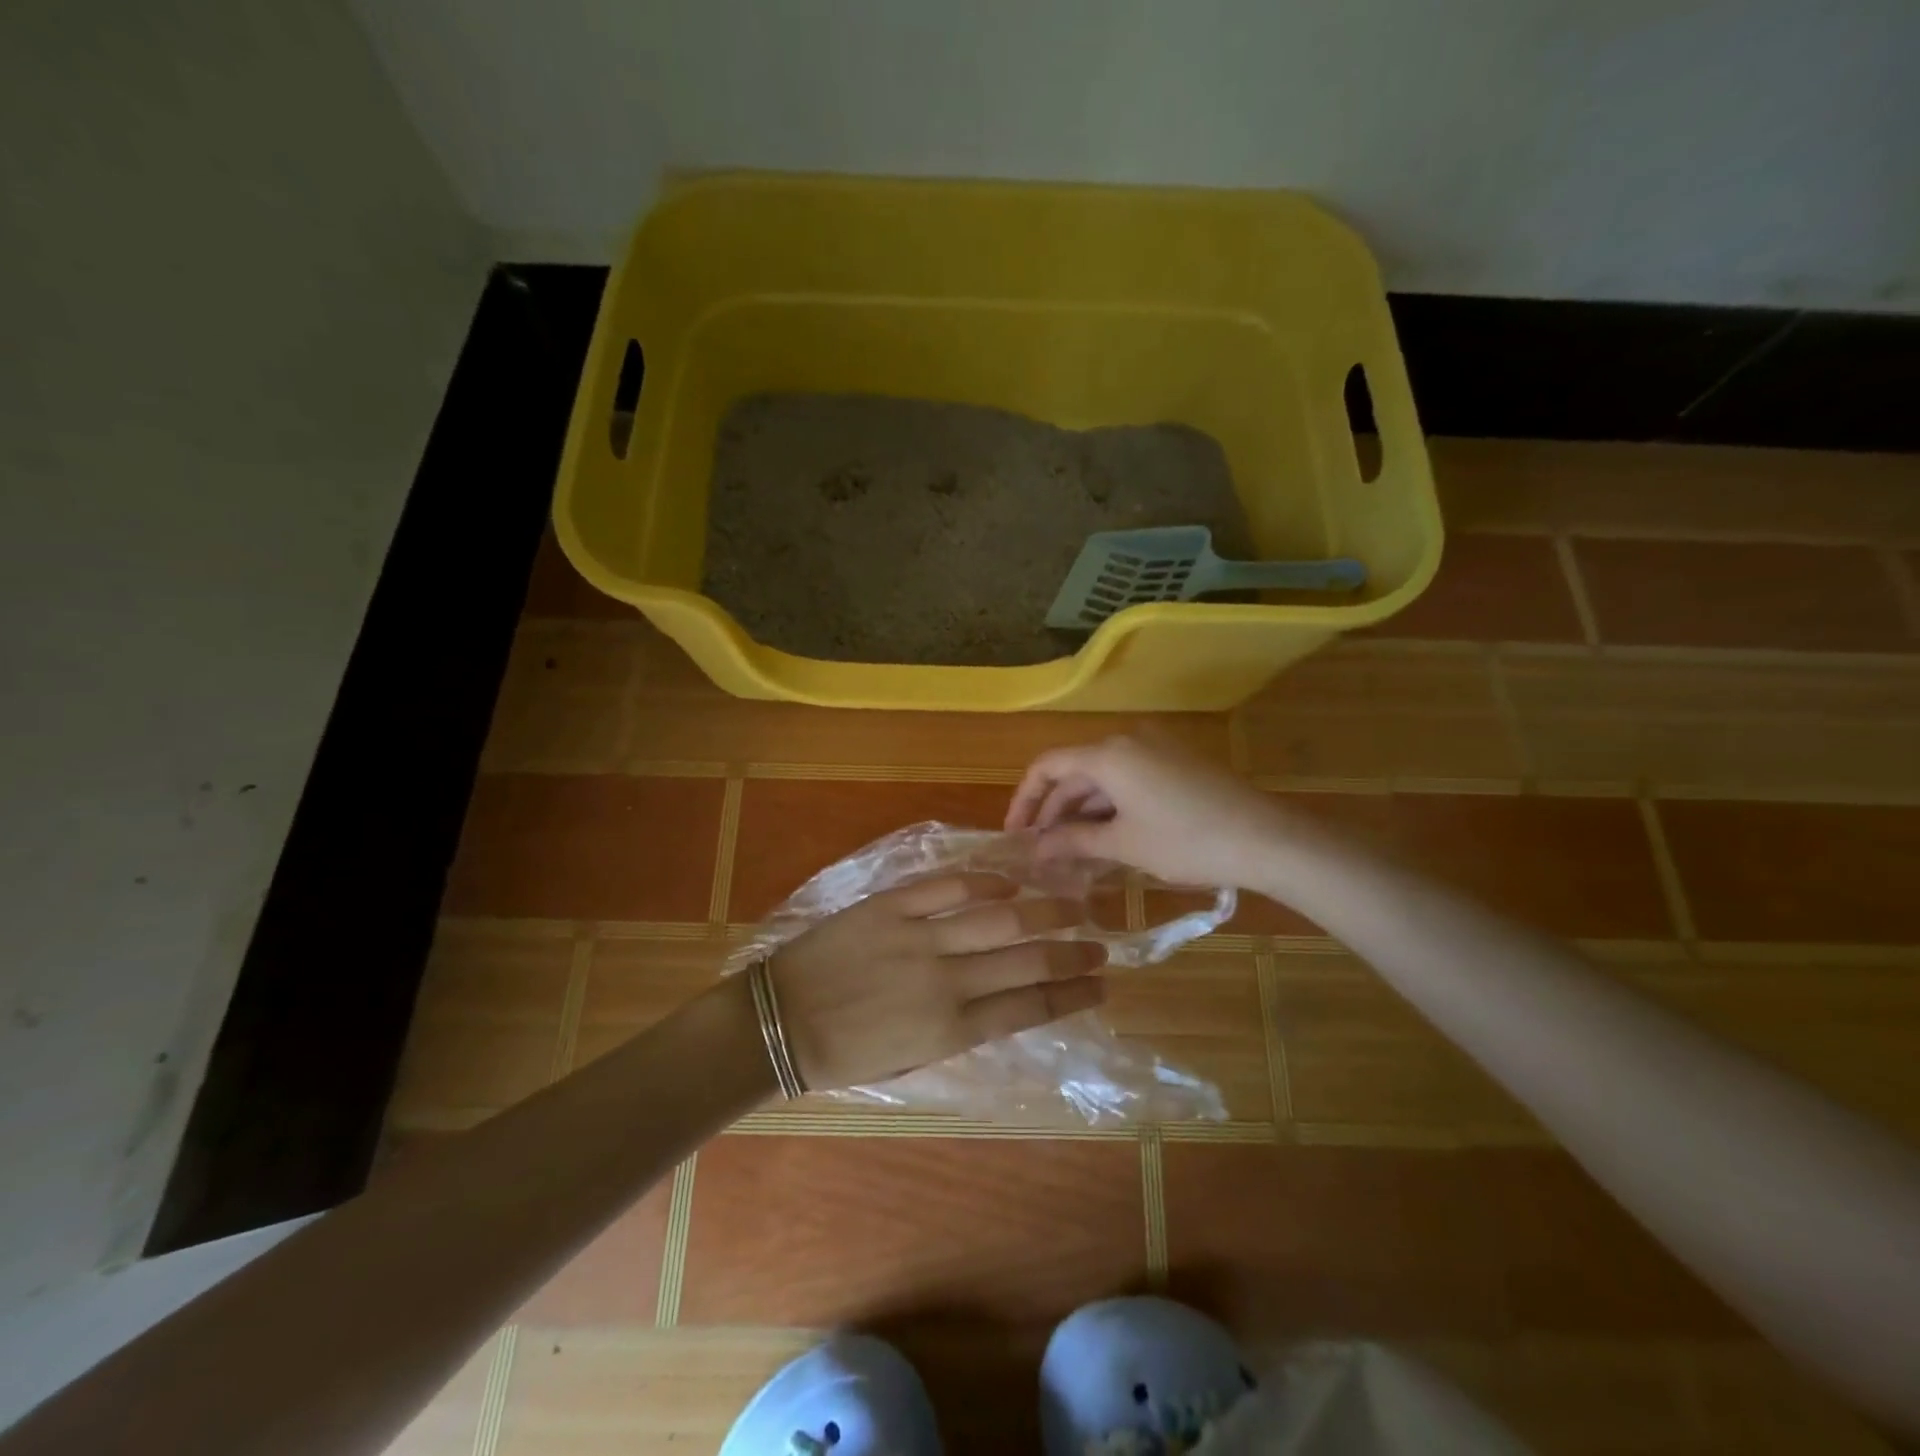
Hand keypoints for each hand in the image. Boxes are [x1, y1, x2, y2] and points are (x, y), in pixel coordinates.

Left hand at [768, 874, 1106, 1090]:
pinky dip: (984, 880)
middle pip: (1027, 959)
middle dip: (1073, 951)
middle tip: (1101, 943)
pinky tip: (1009, 880)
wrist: (778, 1023)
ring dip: (1044, 910)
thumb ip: (962, 1029)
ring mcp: (919, 938)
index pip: (1031, 1008)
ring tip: (1073, 904)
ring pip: (999, 917)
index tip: (1102, 986)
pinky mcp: (890, 906)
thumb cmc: (844, 1053)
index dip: (1073, 995)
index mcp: (952, 1029)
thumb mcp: (913, 1060)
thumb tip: (1004, 1000)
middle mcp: (947, 981)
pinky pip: (947, 887)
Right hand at [1005, 733, 1287, 888]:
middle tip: (1041, 853)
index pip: (1047, 766)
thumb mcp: (1124, 845)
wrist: (1267, 838)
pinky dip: (1110, 807)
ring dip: (1082, 813)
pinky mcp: (1175, 762)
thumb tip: (1035, 850)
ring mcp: (1155, 748)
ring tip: (1070, 854)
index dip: (1025, 800)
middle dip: (1054, 812)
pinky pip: (1128, 779)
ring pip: (1102, 778)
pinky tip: (1106, 839)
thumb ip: (1073, 841)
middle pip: (1074, 772)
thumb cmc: (1187, 841)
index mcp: (1108, 753)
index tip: (1015, 835)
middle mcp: (1127, 739)